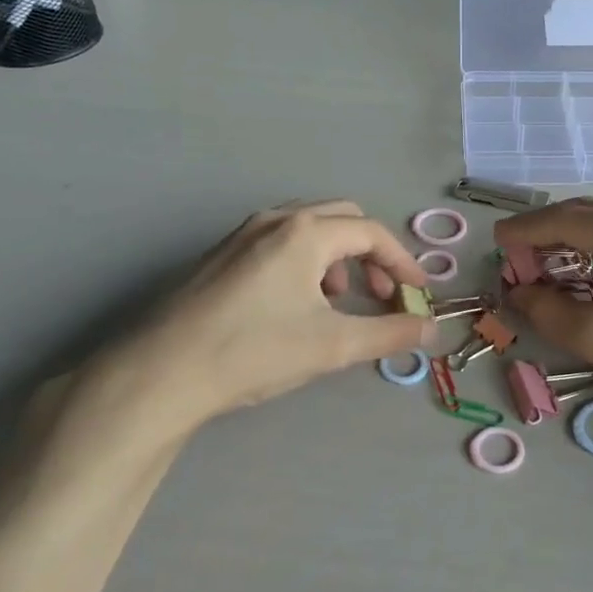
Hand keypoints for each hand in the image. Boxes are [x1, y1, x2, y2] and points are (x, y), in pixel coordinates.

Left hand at [85, 202, 435, 446]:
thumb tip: (431, 329)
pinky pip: (280, 241)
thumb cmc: (254, 351)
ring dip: (338, 256)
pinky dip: (306, 261)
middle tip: (380, 293)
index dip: (402, 262)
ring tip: (338, 300)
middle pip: (342, 219)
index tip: (417, 294)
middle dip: (371, 253)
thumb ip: (388, 333)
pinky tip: (296, 304)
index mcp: (305, 232)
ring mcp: (243, 234)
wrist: (161, 372)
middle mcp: (276, 220)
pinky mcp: (221, 254)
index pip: (372, 233)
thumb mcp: (332, 345)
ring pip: (309, 228)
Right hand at [497, 198, 592, 432]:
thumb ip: (550, 310)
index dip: (525, 230)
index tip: (495, 243)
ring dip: (576, 237)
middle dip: (548, 232)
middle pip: (588, 212)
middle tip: (516, 260)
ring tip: (546, 263)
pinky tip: (591, 264)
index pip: (565, 219)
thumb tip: (518, 292)